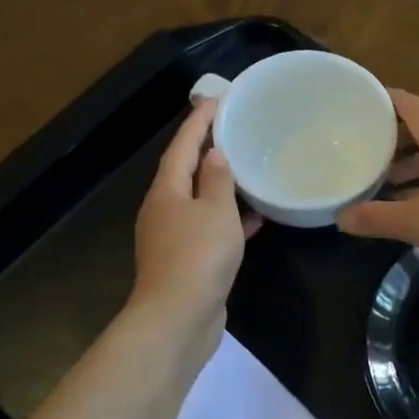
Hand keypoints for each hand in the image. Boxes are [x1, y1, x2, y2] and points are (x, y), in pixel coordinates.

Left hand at [131, 99, 259, 329]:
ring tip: (247, 169)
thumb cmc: (198, 256)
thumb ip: (218, 181)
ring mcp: (172, 237)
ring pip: (198, 201)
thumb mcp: (216, 212)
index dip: (198, 122)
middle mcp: (164, 210)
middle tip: (233, 130)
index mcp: (166, 191)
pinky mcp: (186, 261)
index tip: (216, 99)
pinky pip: (208, 228)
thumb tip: (215, 154)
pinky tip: (255, 219)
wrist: (177, 318)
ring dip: (220, 186)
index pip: (182, 146)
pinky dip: (228, 219)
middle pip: (185, 171)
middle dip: (207, 150)